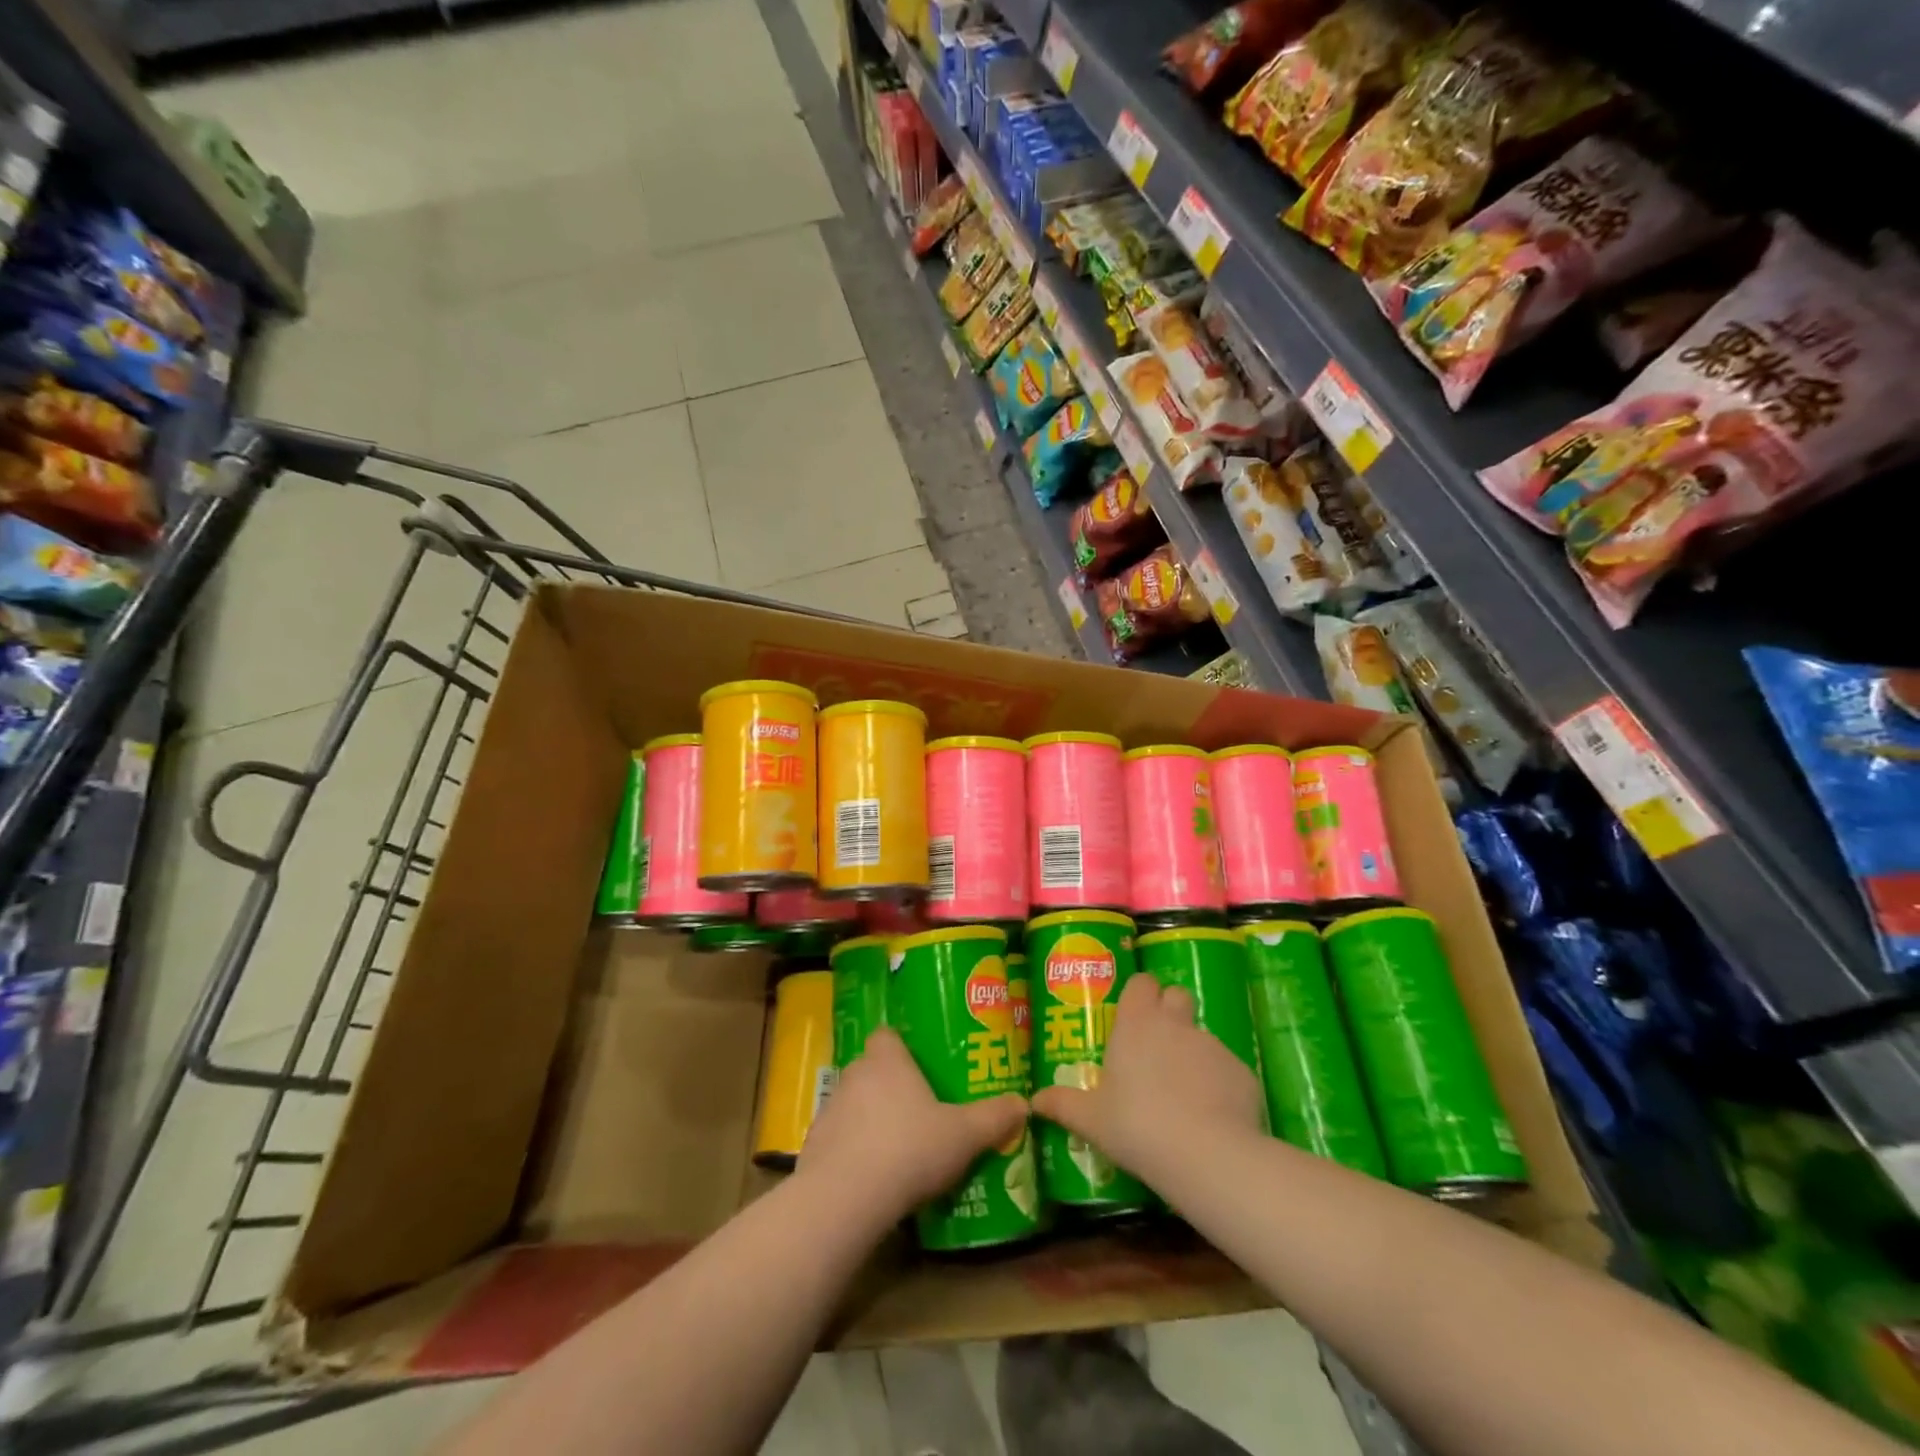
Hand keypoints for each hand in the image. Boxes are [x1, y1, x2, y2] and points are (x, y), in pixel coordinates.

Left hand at [799, 1028, 1027, 1224]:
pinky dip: (853, 1152)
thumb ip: (994, 1117)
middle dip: (892, 1086)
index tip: (921, 1066)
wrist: (844, 1199)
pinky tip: (873, 1178)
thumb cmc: (908, 1149)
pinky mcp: (813, 1147)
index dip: (902, 1047)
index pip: (887, 1034)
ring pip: (854, 1105)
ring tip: (899, 1148)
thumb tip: (1024, 1103)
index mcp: (886, 1060)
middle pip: (872, 1069)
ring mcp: (829, 1110)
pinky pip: (838, 1140)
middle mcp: (853, 1075)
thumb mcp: (963, 1135)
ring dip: (870, 1120)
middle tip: (920, 1109)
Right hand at [1032, 973, 1262, 1183]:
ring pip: (1201, 1035)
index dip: (1139, 994)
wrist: (1207, 1156)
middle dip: (1169, 1011)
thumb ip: (1062, 1104)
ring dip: (1191, 1053)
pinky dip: (1219, 1084)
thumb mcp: (1091, 1120)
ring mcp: (1212, 1045)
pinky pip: (1226, 1069)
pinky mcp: (1242, 1071)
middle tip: (1156, 1047)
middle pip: (1176, 995)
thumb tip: (1033, 1101)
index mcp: (1137, 1023)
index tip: (1132, 1016)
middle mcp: (1176, 1023)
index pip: (1141, 982)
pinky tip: (1212, 1116)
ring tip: (1183, 1094)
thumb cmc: (1137, 1126)